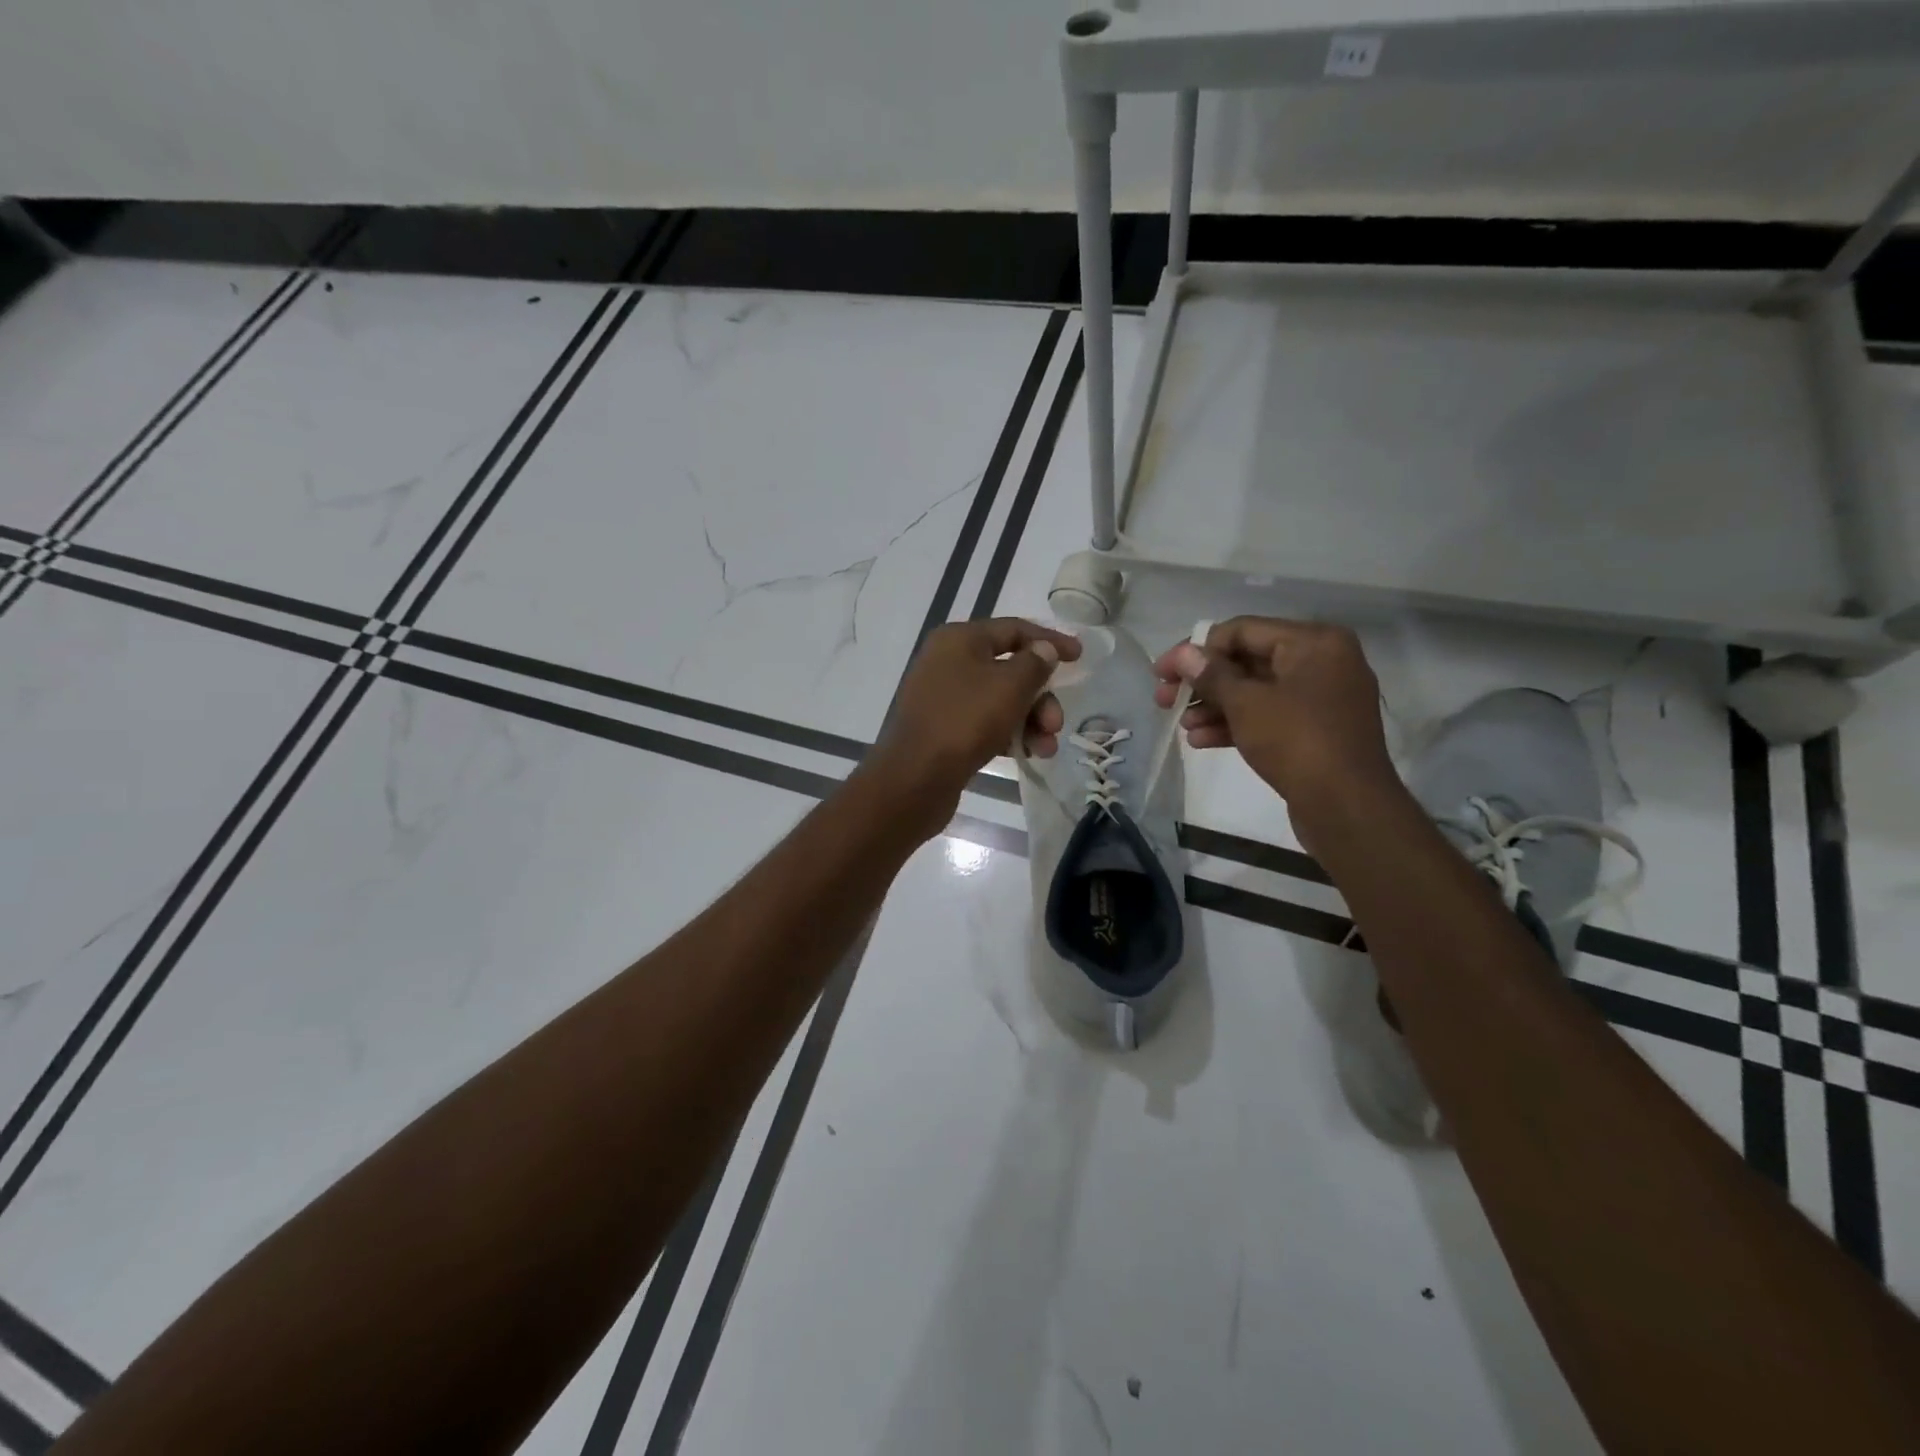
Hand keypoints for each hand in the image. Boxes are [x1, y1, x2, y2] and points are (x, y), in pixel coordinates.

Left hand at [862, 617, 1081, 837]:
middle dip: (1040, 697)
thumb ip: (1034, 663)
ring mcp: (943, 697)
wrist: (915, 779)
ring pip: (1000, 700)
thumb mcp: (1010, 686)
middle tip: (1056, 723)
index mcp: (959, 639)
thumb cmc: (965, 721)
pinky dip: (1009, 734)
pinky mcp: (944, 729)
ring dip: (1030, 721)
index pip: (1013, 629)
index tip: (1080, 657)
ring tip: (1046, 747)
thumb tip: (1042, 650)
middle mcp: (947, 662)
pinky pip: (985, 722)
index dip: (1049, 640)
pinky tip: (1027, 754)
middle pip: (1009, 669)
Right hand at [1153, 617, 1396, 816]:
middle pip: (1248, 661)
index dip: (1196, 650)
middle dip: (1203, 682)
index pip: (1241, 631)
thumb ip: (1211, 675)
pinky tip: (1201, 740)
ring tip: (1182, 726)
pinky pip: (1270, 716)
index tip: (1162, 673)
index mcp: (1314, 642)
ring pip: (1256, 692)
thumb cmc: (1296, 741)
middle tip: (1164, 700)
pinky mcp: (1316, 731)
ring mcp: (1321, 698)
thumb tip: (1183, 654)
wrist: (1348, 807)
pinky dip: (1237, 724)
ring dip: (1215, 706)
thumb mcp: (1246, 703)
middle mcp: (1322, 662)